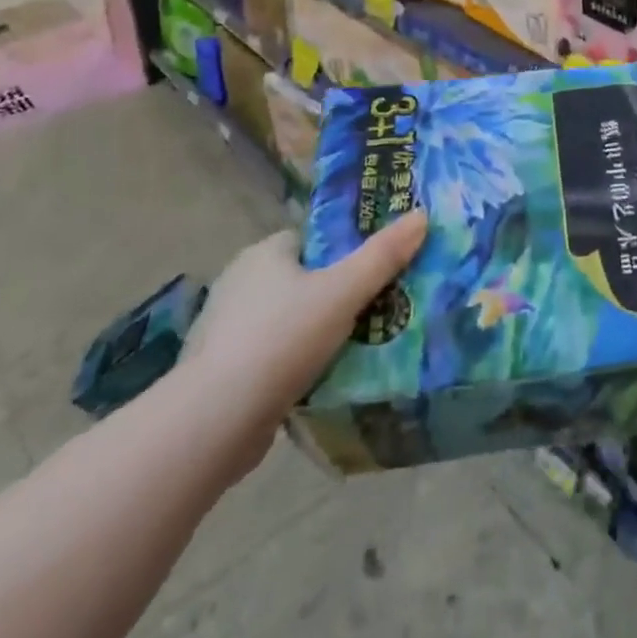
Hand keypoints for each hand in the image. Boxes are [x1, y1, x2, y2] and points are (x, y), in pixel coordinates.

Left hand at [180, 212, 427, 476]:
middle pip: (302, 279)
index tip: (375, 269)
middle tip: (376, 309)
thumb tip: (422, 215)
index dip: (344, 250)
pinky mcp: (222, 373)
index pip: (312, 240)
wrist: (214, 423)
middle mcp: (239, 284)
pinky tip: (321, 380)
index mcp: (263, 254)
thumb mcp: (343, 292)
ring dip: (315, 332)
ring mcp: (225, 330)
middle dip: (334, 294)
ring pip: (287, 320)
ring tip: (358, 347)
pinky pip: (271, 357)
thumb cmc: (281, 339)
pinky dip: (294, 365)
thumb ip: (383, 255)